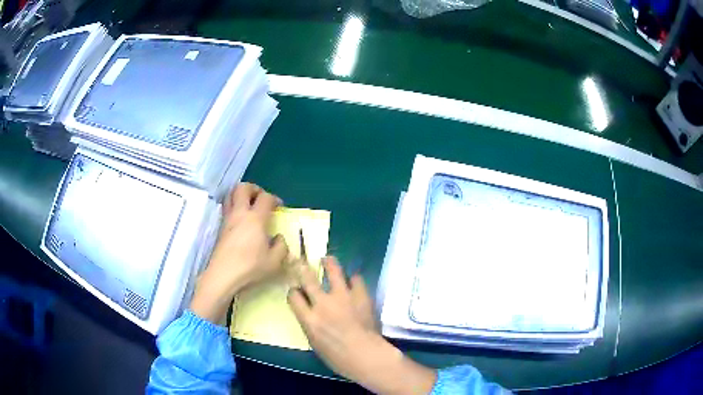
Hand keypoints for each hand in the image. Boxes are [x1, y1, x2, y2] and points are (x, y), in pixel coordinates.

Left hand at [190, 183, 288, 323]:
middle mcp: (240, 213)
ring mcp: (228, 220)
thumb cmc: (250, 267)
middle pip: (243, 188)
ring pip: (230, 195)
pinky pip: (226, 208)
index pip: (265, 197)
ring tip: (249, 206)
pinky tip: (241, 221)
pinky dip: (234, 206)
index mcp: (256, 218)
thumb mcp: (275, 261)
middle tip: (261, 198)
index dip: (274, 198)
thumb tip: (278, 238)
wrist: (223, 275)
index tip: (279, 206)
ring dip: (241, 195)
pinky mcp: (220, 228)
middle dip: (254, 188)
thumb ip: (281, 247)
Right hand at [288, 257, 436, 394]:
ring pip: (333, 270)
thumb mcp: (315, 344)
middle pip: (308, 278)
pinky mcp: (361, 295)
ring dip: (329, 263)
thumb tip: (310, 315)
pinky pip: (356, 279)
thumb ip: (310, 325)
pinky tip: (353, 281)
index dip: (294, 292)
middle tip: (301, 261)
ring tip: (327, 259)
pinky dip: (353, 280)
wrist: (367, 355)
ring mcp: (343, 296)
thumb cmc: (338, 358)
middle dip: (302, 268)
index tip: (297, 291)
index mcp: (309, 319)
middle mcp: (323, 303)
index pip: (294, 296)